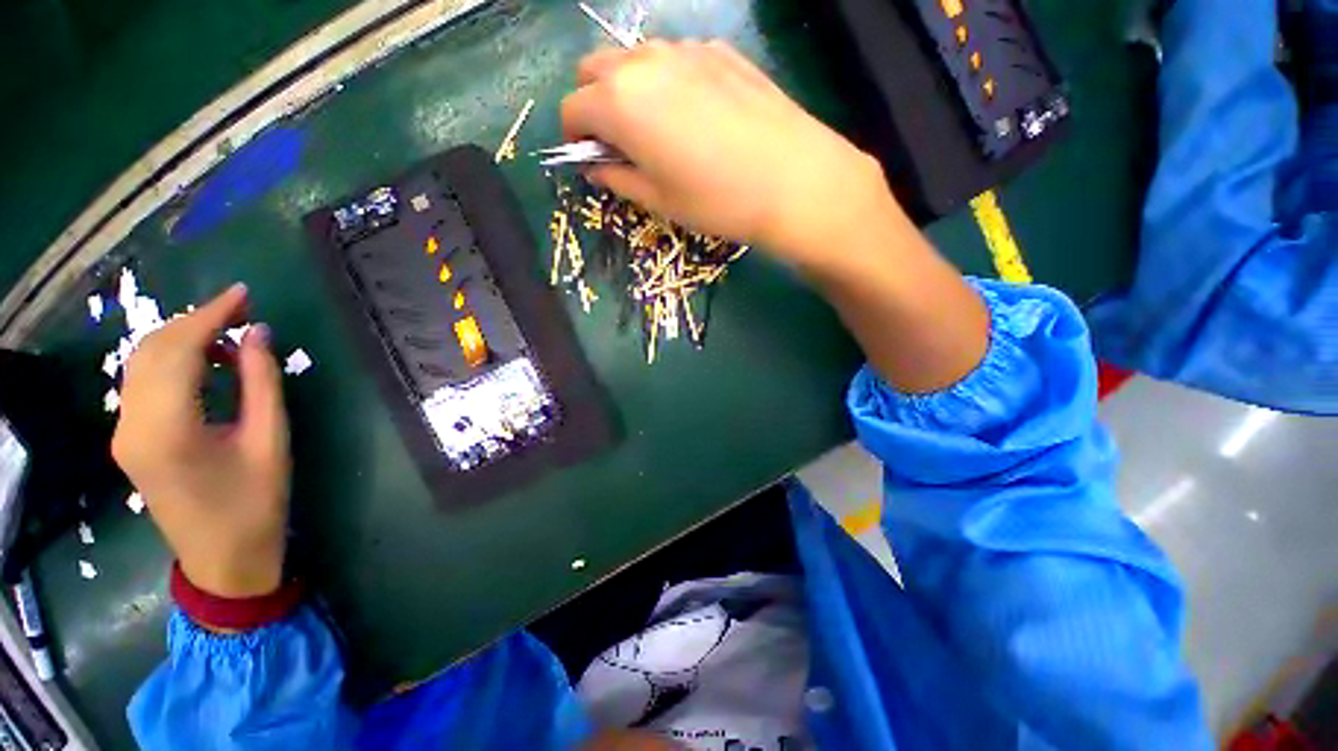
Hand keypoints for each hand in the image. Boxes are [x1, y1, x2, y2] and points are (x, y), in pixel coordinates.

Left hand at [112, 284, 290, 598]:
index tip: (243, 295)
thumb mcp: (269, 450)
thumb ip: (262, 382)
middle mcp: (136, 424)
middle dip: (197, 322)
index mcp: (169, 430)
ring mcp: (125, 434)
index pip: (183, 345)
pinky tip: (189, 369)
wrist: (222, 578)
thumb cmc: (250, 519)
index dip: (213, 313)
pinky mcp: (125, 442)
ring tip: (215, 345)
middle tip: (235, 320)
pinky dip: (163, 361)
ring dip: (178, 339)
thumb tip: (256, 331)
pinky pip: (137, 380)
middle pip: (159, 344)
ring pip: (144, 357)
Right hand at [561, 40, 900, 270]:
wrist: (802, 179)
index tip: (594, 154)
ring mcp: (685, 50)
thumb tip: (597, 164)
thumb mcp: (656, 197)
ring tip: (663, 116)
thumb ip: (614, 175)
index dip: (576, 134)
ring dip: (632, 80)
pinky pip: (678, 55)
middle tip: (621, 130)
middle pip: (594, 68)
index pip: (571, 108)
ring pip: (636, 56)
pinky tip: (702, 104)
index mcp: (615, 99)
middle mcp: (642, 62)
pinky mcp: (722, 50)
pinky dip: (673, 73)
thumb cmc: (720, 197)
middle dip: (595, 97)